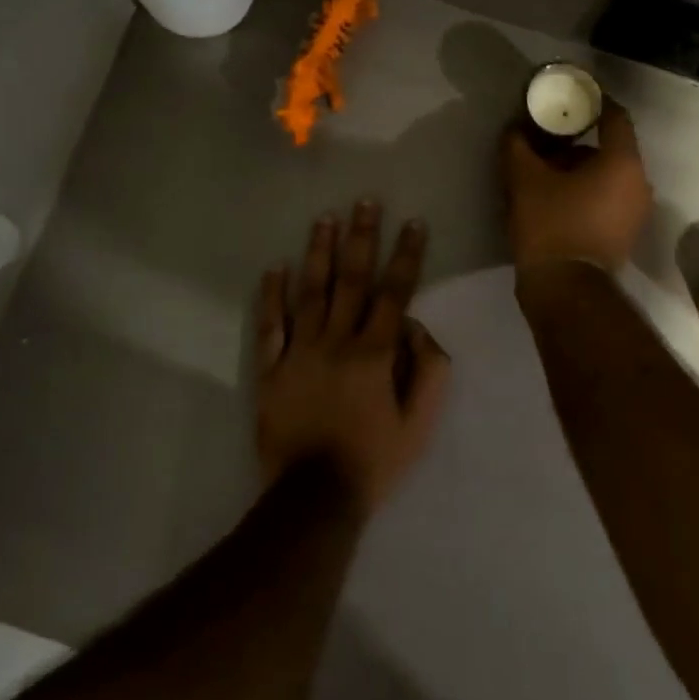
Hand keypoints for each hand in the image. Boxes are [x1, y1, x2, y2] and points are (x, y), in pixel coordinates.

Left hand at [255, 203, 451, 516]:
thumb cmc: (374, 460)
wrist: (314, 498)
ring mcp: (300, 352)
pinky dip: (271, 297)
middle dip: (361, 237)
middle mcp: (337, 341)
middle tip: (364, 201)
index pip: (395, 292)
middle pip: (352, 280)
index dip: (406, 255)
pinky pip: (270, 326)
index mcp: (375, 353)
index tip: (413, 222)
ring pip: (310, 292)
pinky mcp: (272, 369)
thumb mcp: (419, 423)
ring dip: (318, 253)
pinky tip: (273, 268)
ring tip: (324, 219)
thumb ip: (428, 370)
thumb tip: (417, 326)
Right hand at [502, 98, 653, 272]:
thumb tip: (515, 127)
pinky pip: (608, 198)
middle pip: (609, 148)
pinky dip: (587, 191)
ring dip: (579, 168)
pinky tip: (556, 198)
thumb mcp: (523, 178)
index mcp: (623, 162)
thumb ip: (518, 144)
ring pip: (608, 175)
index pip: (615, 116)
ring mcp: (636, 211)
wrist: (565, 289)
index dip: (593, 101)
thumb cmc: (550, 225)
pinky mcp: (625, 233)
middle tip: (546, 139)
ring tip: (545, 172)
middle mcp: (639, 183)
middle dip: (577, 140)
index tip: (570, 97)